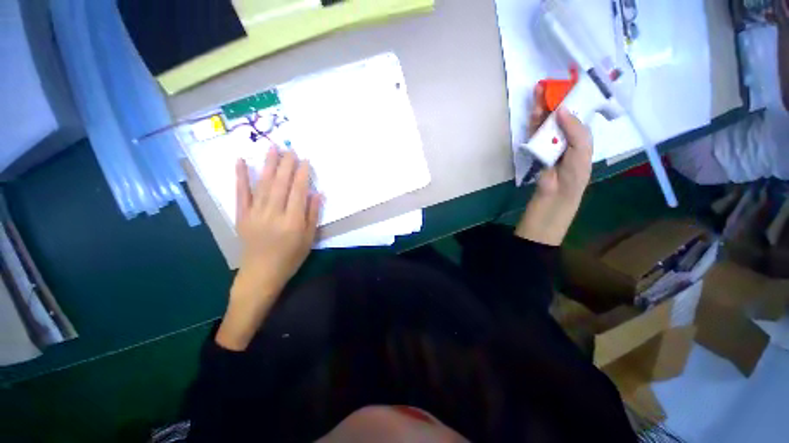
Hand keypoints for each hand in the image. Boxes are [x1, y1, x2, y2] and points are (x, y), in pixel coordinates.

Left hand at [217, 147, 321, 350]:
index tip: (305, 160)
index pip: (298, 192)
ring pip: (263, 185)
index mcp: (293, 222)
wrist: (261, 274)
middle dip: (287, 165)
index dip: (302, 175)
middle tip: (291, 149)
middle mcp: (274, 214)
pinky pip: (241, 194)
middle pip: (281, 185)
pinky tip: (241, 162)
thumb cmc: (290, 258)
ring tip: (272, 148)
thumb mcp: (309, 239)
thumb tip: (317, 193)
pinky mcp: (241, 216)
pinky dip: (241, 177)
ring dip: (268, 165)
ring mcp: (255, 214)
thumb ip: (313, 215)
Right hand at [516, 85, 592, 245]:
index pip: (576, 115)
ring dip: (540, 110)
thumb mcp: (581, 152)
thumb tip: (561, 110)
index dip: (571, 100)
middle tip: (544, 88)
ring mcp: (548, 145)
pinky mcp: (534, 152)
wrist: (554, 198)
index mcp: (580, 138)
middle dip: (552, 102)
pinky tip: (533, 113)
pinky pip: (534, 135)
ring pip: (544, 124)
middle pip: (558, 117)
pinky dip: (533, 124)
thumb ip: (576, 131)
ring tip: (537, 95)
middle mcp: (564, 139)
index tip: (565, 86)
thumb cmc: (573, 177)